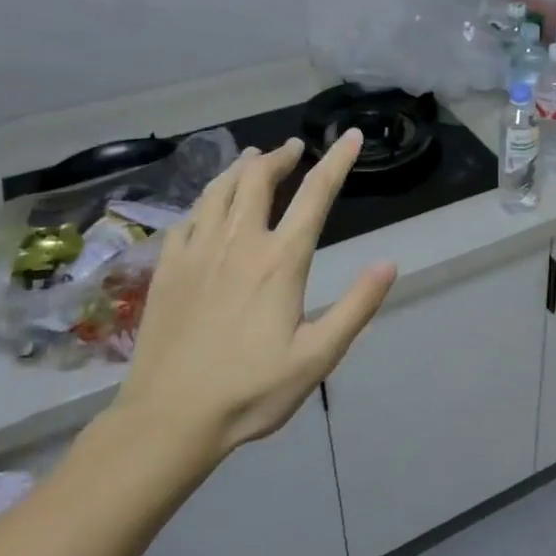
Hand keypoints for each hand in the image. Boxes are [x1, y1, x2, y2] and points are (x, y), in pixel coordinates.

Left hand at [111, 132, 396, 476]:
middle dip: (280, 156)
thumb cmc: (251, 390)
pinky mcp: (166, 269)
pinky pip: (188, 217)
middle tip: (294, 148)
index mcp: (279, 261)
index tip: (351, 137)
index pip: (315, 195)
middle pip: (258, 180)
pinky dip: (205, 199)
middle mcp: (238, 243)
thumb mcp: (318, 357)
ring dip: (240, 168)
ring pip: (218, 190)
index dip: (337, 161)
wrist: (169, 418)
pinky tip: (209, 206)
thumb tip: (388, 263)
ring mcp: (196, 253)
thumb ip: (356, 307)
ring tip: (253, 159)